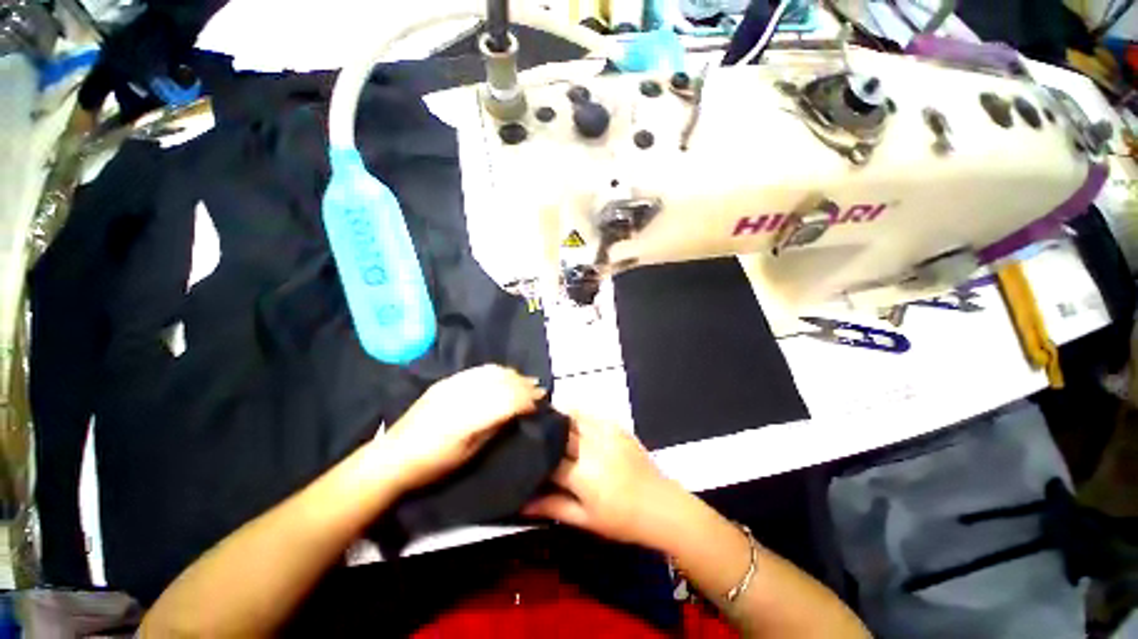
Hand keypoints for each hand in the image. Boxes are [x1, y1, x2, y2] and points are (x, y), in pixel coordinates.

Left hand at [374, 365, 545, 492]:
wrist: (393, 457)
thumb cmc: (434, 465)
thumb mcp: (470, 454)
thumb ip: (495, 428)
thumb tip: (518, 414)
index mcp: (469, 419)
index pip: (508, 400)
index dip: (528, 400)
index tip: (541, 404)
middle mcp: (462, 395)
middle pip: (503, 382)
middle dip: (525, 386)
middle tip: (540, 392)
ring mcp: (453, 385)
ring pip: (492, 372)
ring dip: (514, 376)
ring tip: (527, 382)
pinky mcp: (446, 381)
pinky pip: (478, 370)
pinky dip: (497, 371)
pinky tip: (505, 375)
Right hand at [523, 412, 690, 549]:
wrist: (661, 506)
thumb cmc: (622, 520)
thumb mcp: (585, 520)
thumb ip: (552, 507)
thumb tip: (522, 503)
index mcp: (582, 474)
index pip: (549, 457)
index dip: (535, 457)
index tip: (524, 455)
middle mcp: (592, 447)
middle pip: (560, 430)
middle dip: (545, 430)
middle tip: (532, 433)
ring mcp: (607, 433)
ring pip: (575, 415)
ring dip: (559, 417)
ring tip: (548, 422)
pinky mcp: (618, 427)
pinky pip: (592, 414)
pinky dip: (578, 414)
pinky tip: (572, 420)